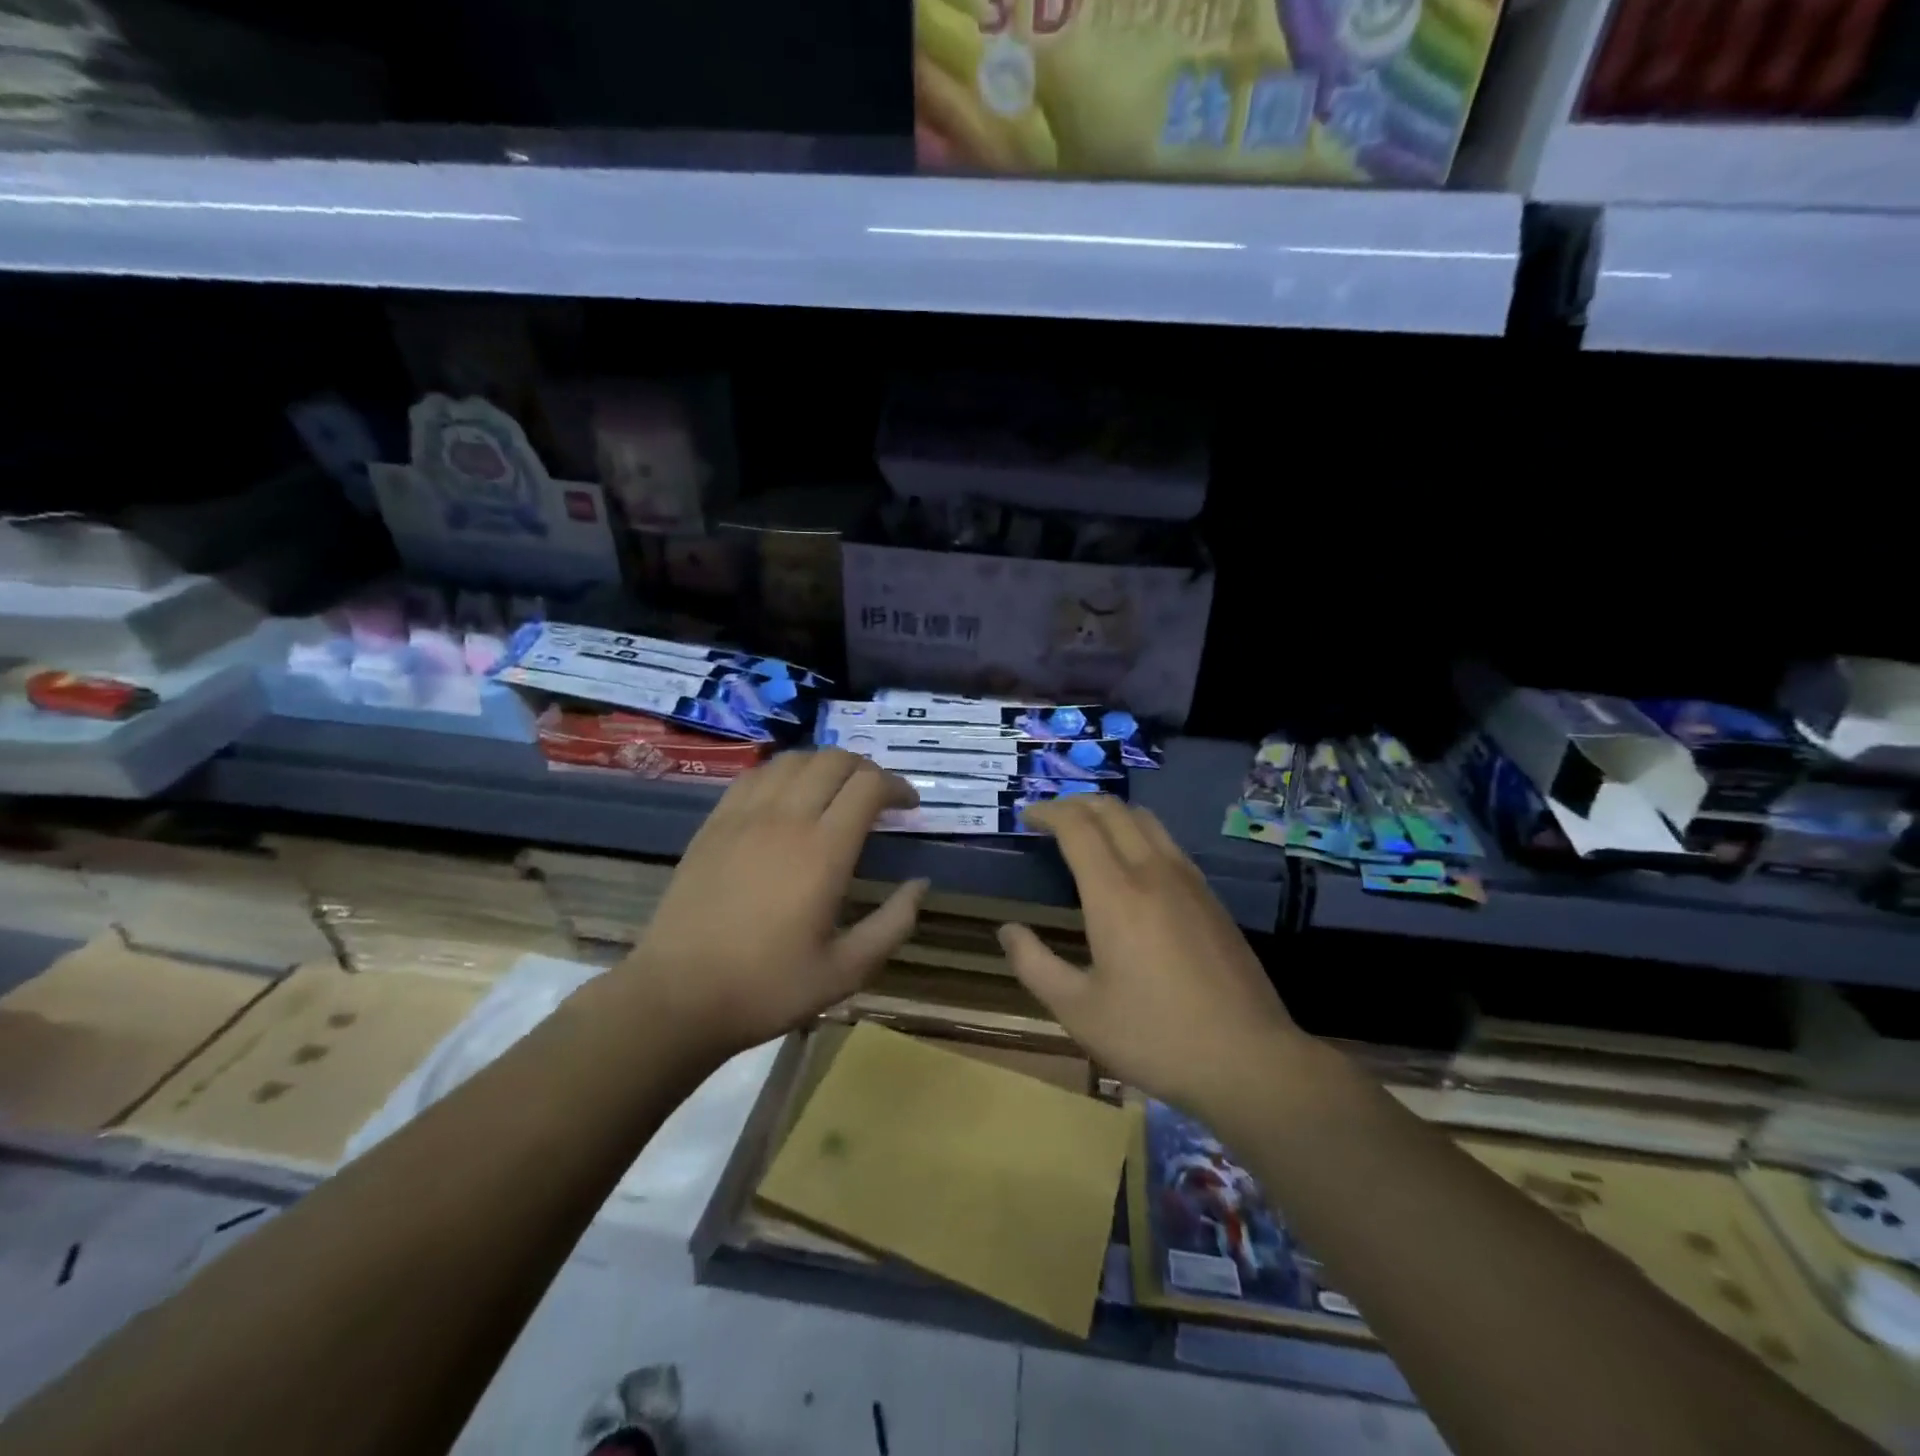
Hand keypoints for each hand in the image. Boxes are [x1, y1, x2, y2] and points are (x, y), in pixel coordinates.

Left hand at [627, 749, 928, 1058]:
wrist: (677, 996)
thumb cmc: (768, 987)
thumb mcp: (847, 971)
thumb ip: (893, 924)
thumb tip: (920, 884)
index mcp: (824, 850)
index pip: (869, 786)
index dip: (898, 786)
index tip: (909, 806)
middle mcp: (786, 818)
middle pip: (834, 760)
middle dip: (866, 769)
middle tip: (878, 797)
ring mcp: (744, 816)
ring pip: (793, 760)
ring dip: (825, 765)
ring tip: (836, 792)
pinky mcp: (714, 824)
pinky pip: (755, 775)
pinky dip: (784, 772)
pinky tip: (788, 797)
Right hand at [998, 795, 1302, 1115]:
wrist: (1250, 1060)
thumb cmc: (1154, 1036)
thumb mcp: (1079, 1011)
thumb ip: (1034, 965)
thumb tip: (1008, 931)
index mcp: (1116, 893)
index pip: (1078, 826)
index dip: (1048, 812)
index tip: (1026, 818)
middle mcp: (1153, 872)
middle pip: (1113, 810)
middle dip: (1076, 803)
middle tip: (1050, 819)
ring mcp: (1189, 881)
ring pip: (1146, 819)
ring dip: (1110, 814)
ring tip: (1087, 833)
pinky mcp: (1211, 898)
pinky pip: (1168, 843)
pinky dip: (1137, 833)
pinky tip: (1131, 866)